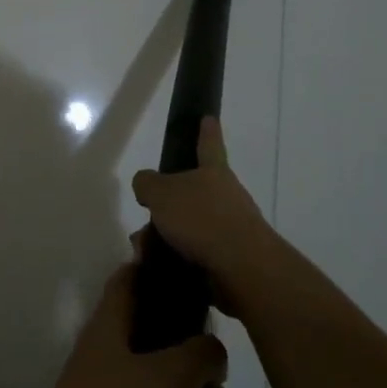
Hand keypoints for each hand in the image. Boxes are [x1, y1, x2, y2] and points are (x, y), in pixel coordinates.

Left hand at [29, 264, 232, 387]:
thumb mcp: (168, 377)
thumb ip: (199, 355)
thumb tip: (212, 347)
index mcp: (109, 328)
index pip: (130, 281)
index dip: (158, 271)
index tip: (194, 277)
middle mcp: (104, 361)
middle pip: (152, 345)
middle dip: (191, 363)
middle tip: (221, 382)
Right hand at [130, 119, 279, 319]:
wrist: (242, 270)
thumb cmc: (202, 219)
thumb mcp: (161, 193)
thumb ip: (147, 183)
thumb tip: (146, 185)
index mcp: (214, 173)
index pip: (209, 144)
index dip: (206, 131)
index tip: (208, 118)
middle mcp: (227, 197)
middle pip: (192, 194)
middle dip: (166, 206)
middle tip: (145, 218)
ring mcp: (232, 230)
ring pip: (190, 227)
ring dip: (165, 237)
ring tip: (144, 250)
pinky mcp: (230, 261)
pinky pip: (194, 254)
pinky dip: (174, 259)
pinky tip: (157, 267)